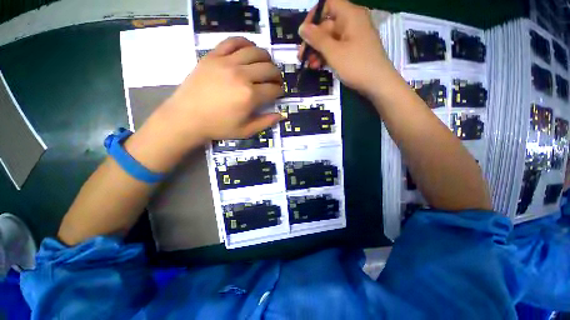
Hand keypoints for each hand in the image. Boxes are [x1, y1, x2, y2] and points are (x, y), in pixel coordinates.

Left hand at [162, 37, 283, 143]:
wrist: (187, 117)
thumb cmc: (218, 127)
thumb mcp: (245, 131)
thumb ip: (265, 122)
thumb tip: (281, 115)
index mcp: (250, 96)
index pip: (273, 89)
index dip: (280, 91)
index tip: (279, 93)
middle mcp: (242, 75)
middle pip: (268, 68)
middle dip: (277, 75)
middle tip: (275, 81)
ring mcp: (226, 62)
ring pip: (255, 51)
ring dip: (266, 58)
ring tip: (265, 66)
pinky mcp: (213, 56)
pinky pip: (233, 42)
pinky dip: (245, 43)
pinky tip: (249, 50)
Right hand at [298, 0, 389, 96]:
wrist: (378, 84)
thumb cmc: (357, 65)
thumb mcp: (334, 52)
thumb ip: (317, 39)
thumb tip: (302, 28)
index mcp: (350, 16)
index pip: (329, 4)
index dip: (314, 16)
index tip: (304, 33)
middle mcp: (352, 23)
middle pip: (327, 25)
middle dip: (313, 41)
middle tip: (302, 57)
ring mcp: (353, 38)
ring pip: (330, 39)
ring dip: (318, 51)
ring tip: (310, 65)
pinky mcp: (353, 51)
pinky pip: (336, 49)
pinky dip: (327, 56)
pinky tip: (319, 66)